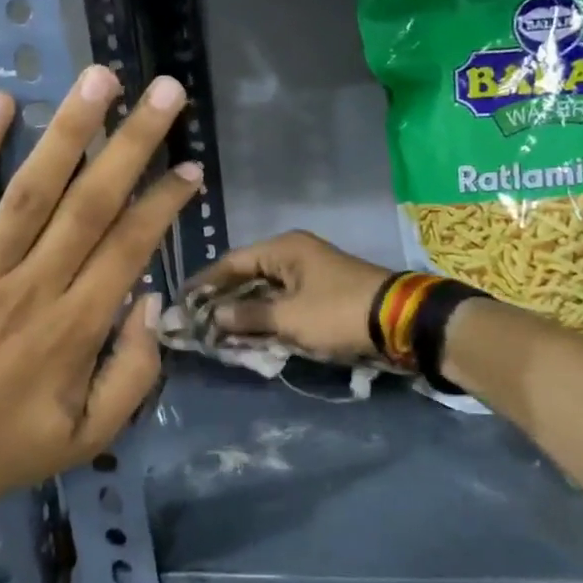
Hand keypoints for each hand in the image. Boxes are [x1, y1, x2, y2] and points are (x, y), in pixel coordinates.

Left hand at [0, 66, 201, 499]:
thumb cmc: (11, 449)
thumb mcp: (91, 435)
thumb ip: (134, 374)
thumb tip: (150, 303)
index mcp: (77, 327)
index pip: (131, 247)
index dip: (164, 203)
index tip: (190, 168)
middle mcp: (34, 287)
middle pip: (92, 203)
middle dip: (133, 144)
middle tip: (165, 92)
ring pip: (31, 190)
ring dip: (68, 131)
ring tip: (99, 79)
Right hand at [183, 231, 392, 360]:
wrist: (401, 321)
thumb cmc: (338, 313)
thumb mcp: (288, 318)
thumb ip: (247, 316)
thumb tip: (214, 317)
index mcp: (284, 248)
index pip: (231, 262)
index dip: (204, 282)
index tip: (182, 301)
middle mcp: (294, 254)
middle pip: (247, 275)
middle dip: (222, 299)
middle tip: (197, 320)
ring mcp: (310, 273)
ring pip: (265, 291)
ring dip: (244, 310)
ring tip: (218, 331)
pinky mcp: (322, 293)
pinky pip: (283, 302)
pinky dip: (266, 317)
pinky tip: (250, 334)